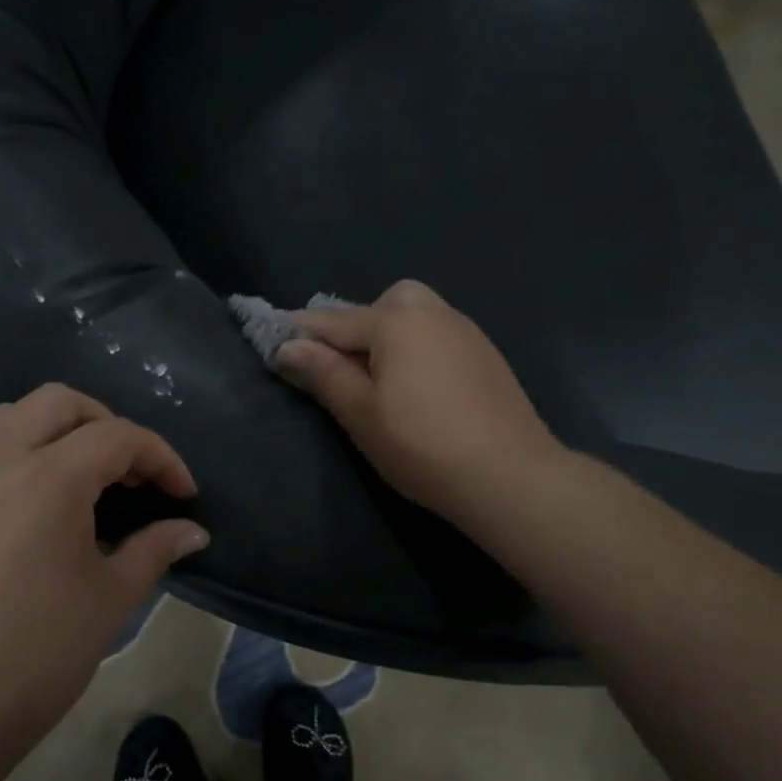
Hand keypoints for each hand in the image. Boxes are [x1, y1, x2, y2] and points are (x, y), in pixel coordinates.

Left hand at [0, 384, 208, 751]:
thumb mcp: (111, 597)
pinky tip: (24, 501)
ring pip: (7, 416)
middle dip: (105, 424)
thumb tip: (193, 531)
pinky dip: (10, 453)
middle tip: (128, 472)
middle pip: (58, 402)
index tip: (182, 493)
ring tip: (75, 473)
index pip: (118, 437)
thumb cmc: (40, 652)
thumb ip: (154, 548)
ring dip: (52, 429)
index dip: (161, 458)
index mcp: (49, 478)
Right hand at [274, 280, 565, 527]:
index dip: (299, 332)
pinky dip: (416, 347)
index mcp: (396, 322)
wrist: (510, 474)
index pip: (332, 321)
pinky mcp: (485, 353)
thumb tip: (287, 346)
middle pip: (380, 306)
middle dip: (354, 327)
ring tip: (380, 379)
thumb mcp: (361, 414)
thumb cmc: (422, 446)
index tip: (271, 337)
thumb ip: (323, 373)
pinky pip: (437, 334)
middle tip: (343, 368)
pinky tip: (419, 386)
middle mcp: (432, 312)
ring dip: (388, 335)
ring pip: (413, 316)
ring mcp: (464, 330)